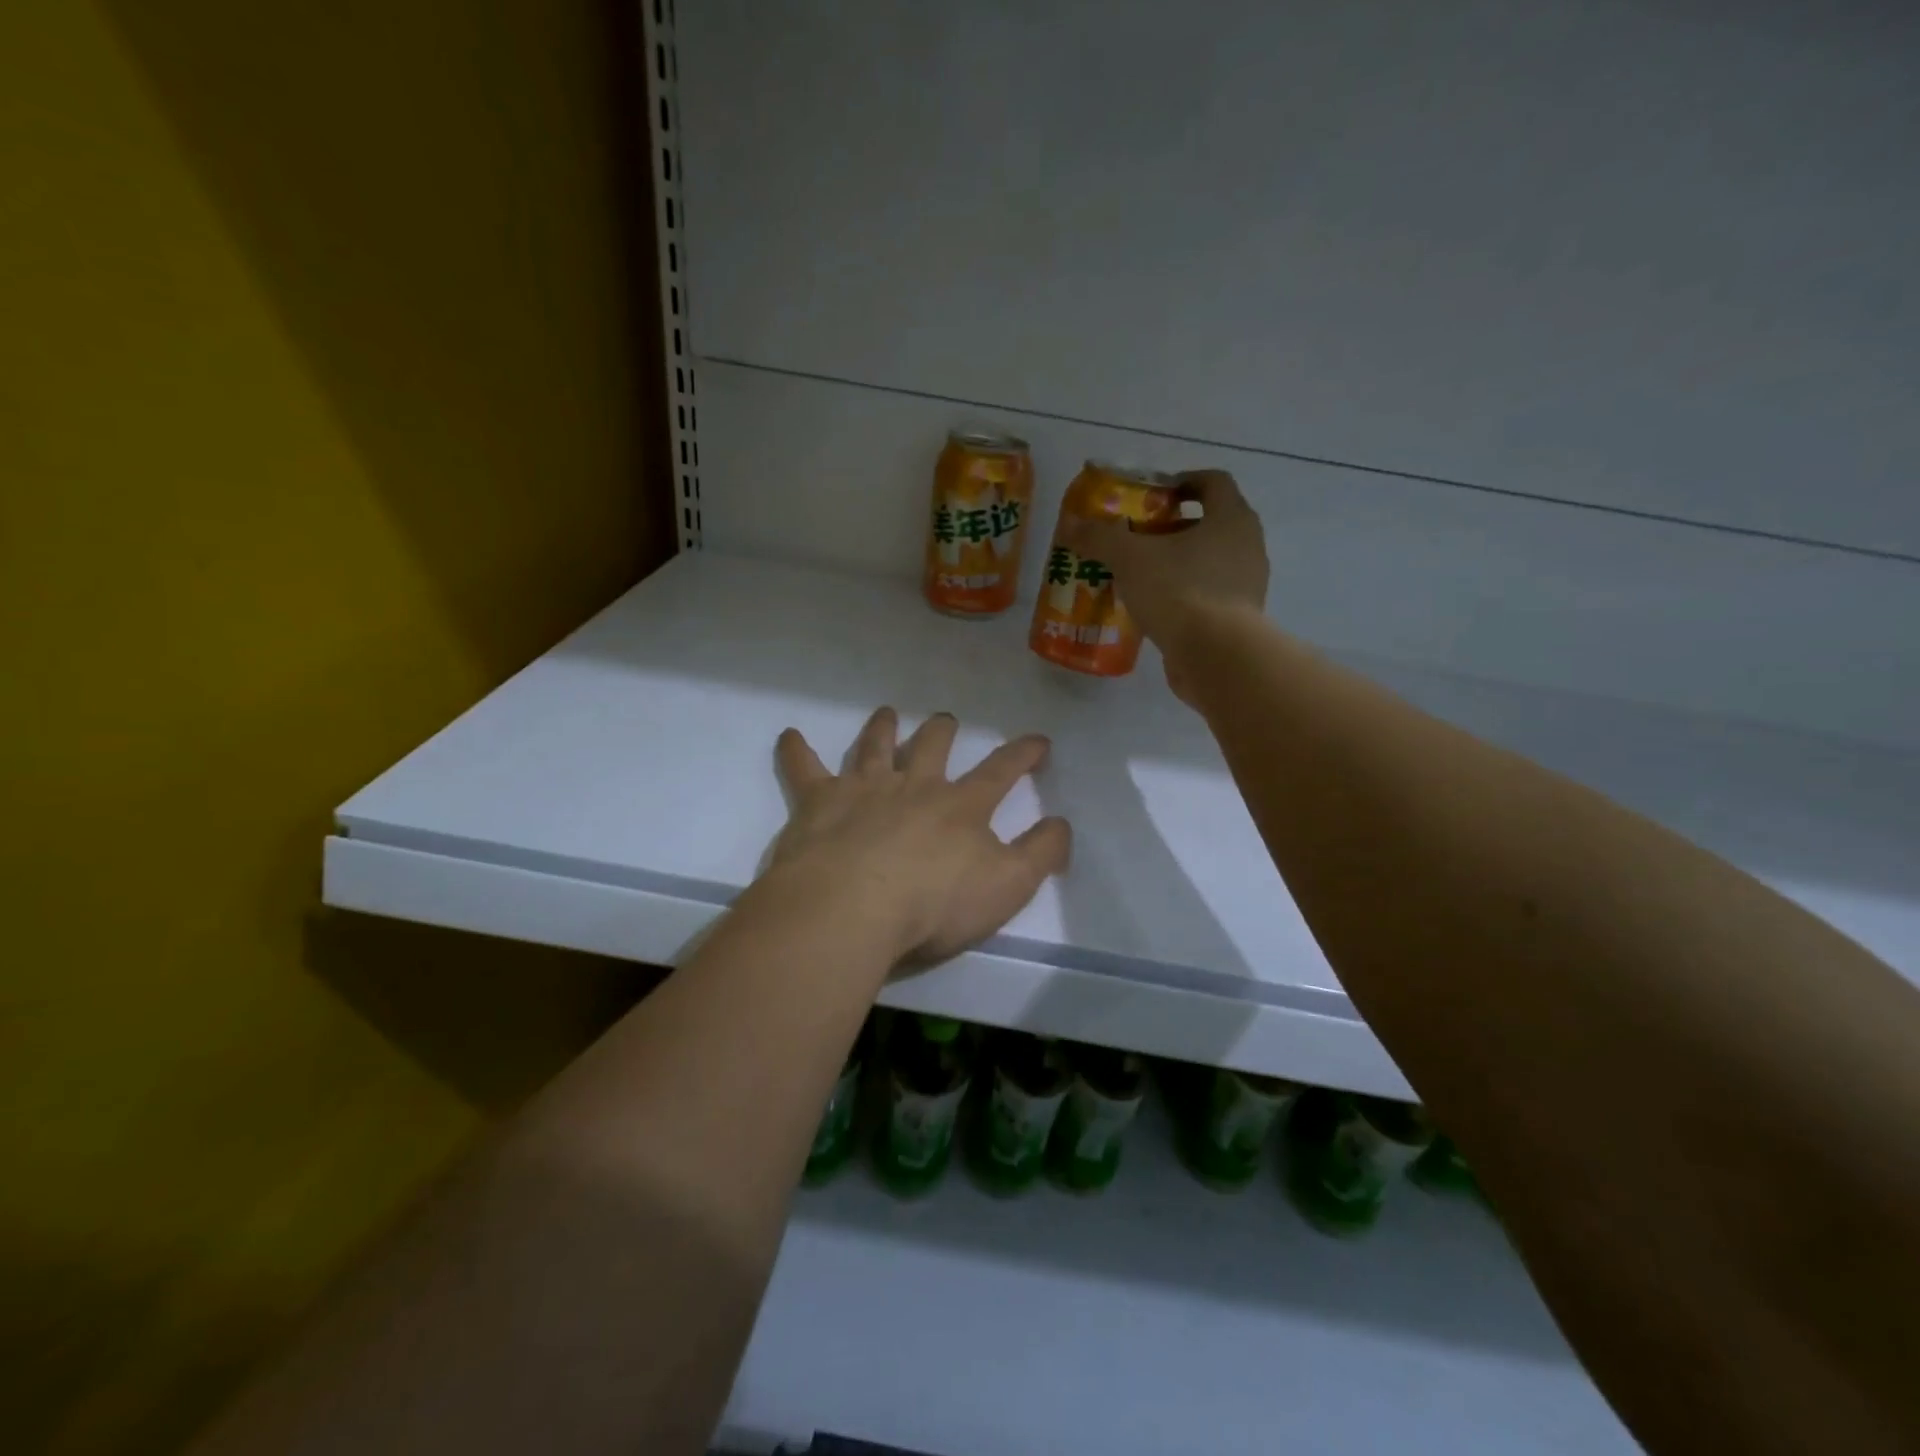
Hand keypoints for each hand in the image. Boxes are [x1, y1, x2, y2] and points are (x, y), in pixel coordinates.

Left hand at [767, 708, 1071, 964]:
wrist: (853, 909)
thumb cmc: (935, 905)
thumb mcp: (1008, 887)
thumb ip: (1040, 854)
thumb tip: (1062, 823)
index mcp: (960, 806)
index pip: (1000, 771)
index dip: (1023, 754)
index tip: (1038, 740)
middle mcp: (914, 786)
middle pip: (932, 746)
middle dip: (943, 731)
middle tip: (946, 721)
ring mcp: (864, 789)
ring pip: (875, 747)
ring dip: (883, 728)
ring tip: (887, 713)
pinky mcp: (819, 803)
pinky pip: (804, 769)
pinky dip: (796, 751)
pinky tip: (789, 736)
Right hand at [1065, 470, 1268, 702]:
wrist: (1216, 656)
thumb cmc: (1179, 591)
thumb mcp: (1130, 558)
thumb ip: (1100, 537)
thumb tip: (1070, 524)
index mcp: (1231, 518)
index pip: (1212, 482)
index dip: (1182, 482)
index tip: (1153, 495)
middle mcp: (1247, 545)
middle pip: (1209, 524)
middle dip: (1172, 527)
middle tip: (1136, 538)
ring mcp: (1246, 584)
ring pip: (1208, 562)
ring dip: (1176, 563)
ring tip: (1139, 575)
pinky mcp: (1238, 619)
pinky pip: (1207, 595)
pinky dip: (1183, 594)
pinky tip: (1153, 608)